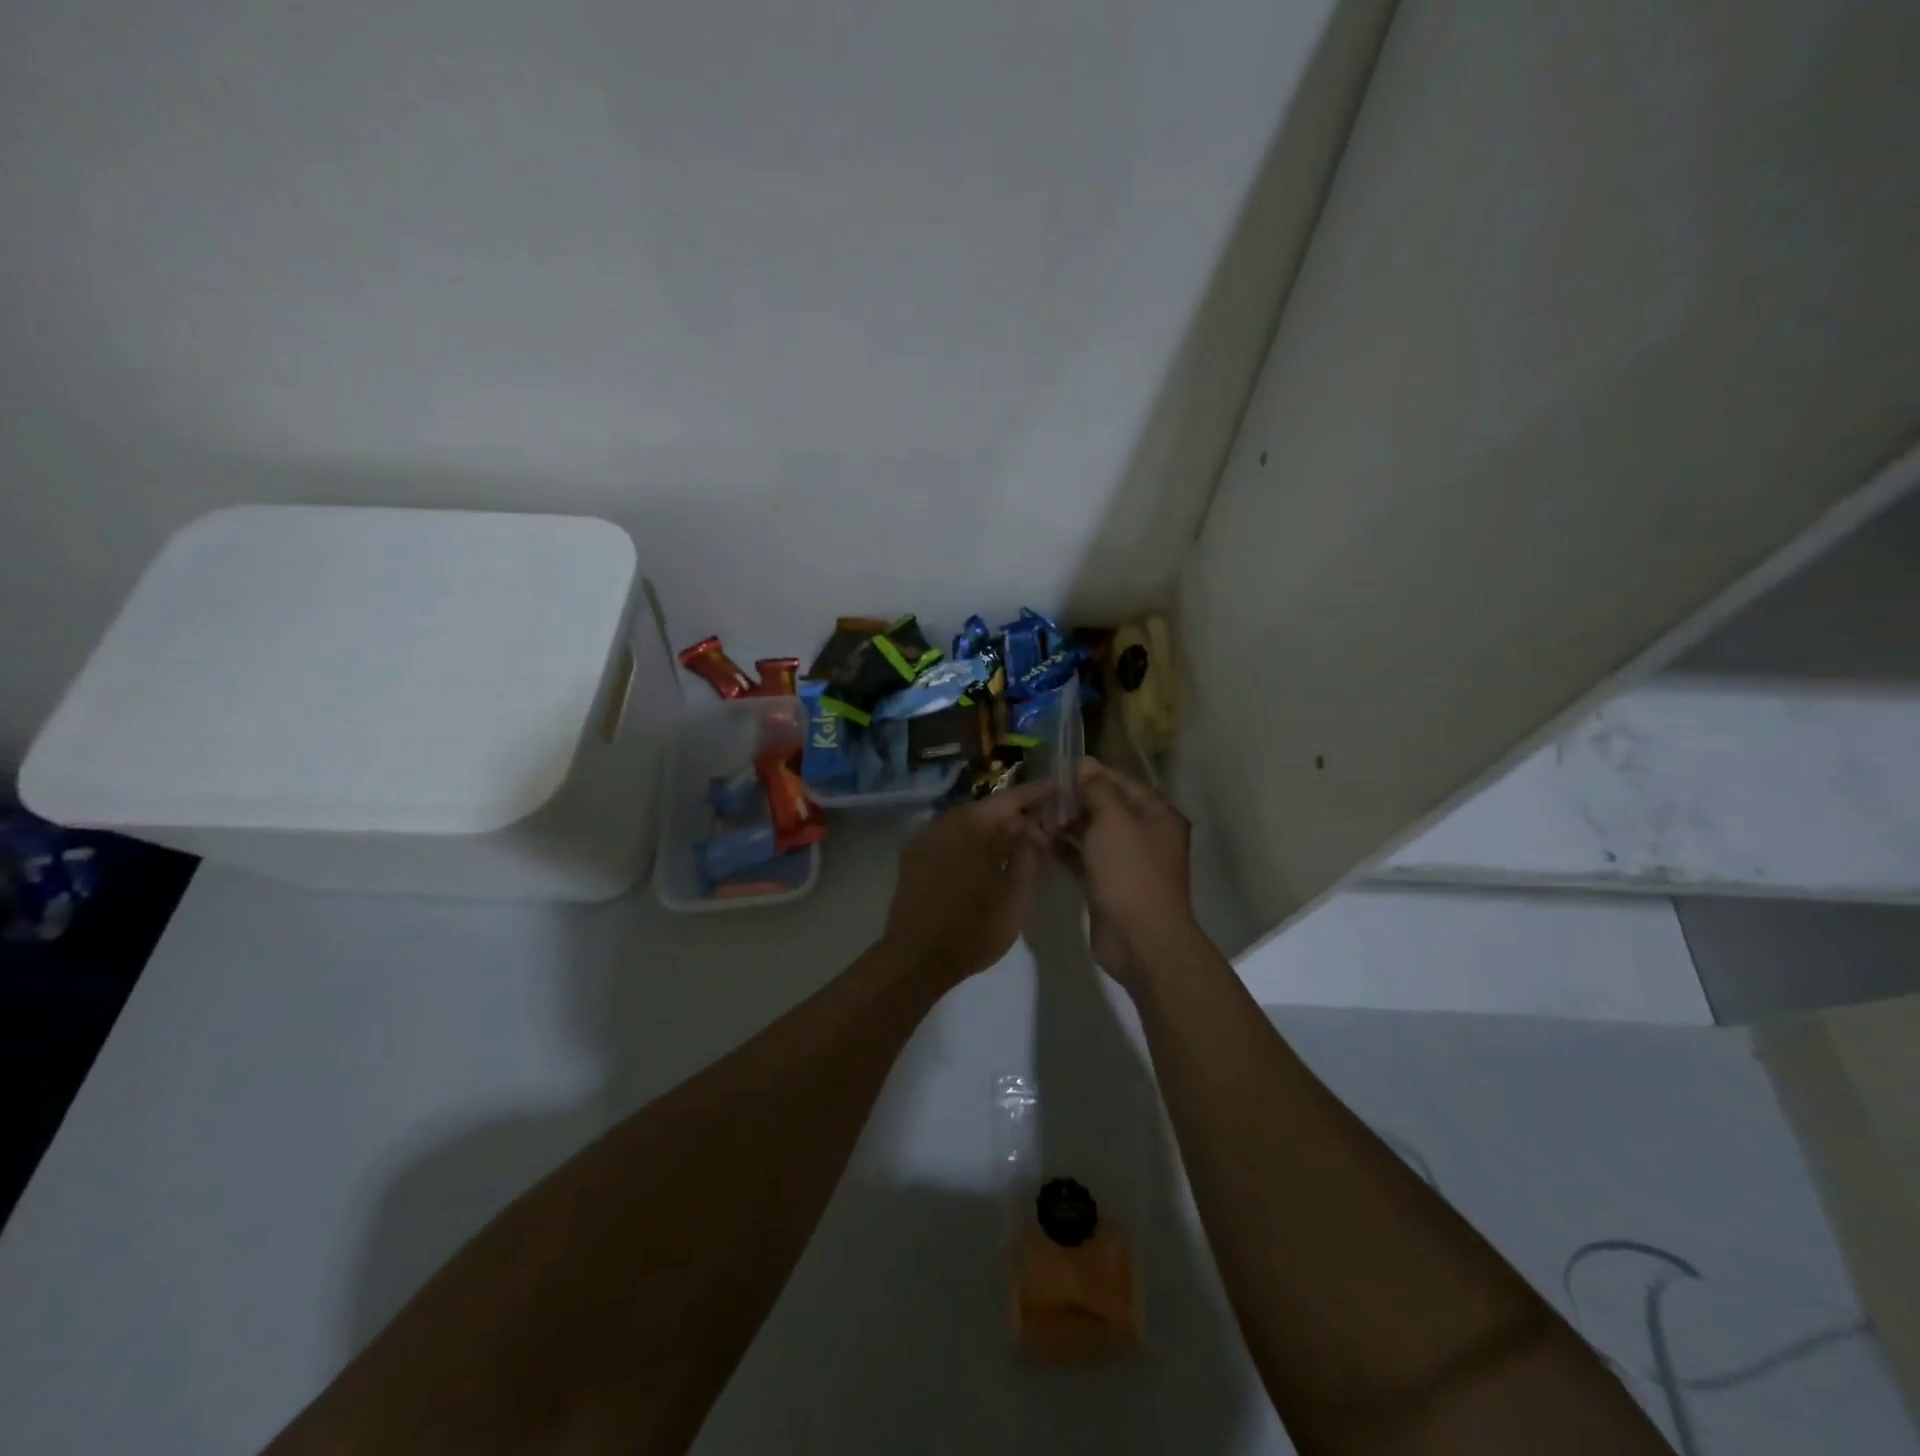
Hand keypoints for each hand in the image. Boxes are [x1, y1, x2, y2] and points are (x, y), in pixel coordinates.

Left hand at [882, 781, 1053, 984]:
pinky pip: (952, 840)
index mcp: (972, 824)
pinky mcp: (914, 859)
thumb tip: (1035, 830)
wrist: (915, 959)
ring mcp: (926, 839)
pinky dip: (974, 843)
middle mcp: (945, 821)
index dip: (1038, 793)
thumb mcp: (1016, 895)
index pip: (1011, 797)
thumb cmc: (973, 928)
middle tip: (1046, 826)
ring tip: (1022, 845)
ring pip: (969, 825)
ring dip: (995, 831)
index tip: (1059, 788)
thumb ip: (1030, 855)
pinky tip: (989, 861)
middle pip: (989, 810)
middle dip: (1018, 816)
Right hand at [1066, 761, 1196, 990]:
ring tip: (1037, 816)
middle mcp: (1147, 835)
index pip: (1124, 782)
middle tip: (1044, 795)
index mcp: (1158, 815)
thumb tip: (1086, 763)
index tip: (1061, 769)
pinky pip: (1087, 859)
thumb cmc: (1129, 870)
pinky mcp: (1111, 885)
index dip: (1094, 774)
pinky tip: (1043, 842)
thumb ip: (1098, 789)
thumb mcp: (1113, 820)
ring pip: (1096, 835)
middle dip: (1078, 800)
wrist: (1139, 938)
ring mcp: (1129, 863)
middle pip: (1109, 808)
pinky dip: (1068, 851)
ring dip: (1069, 825)